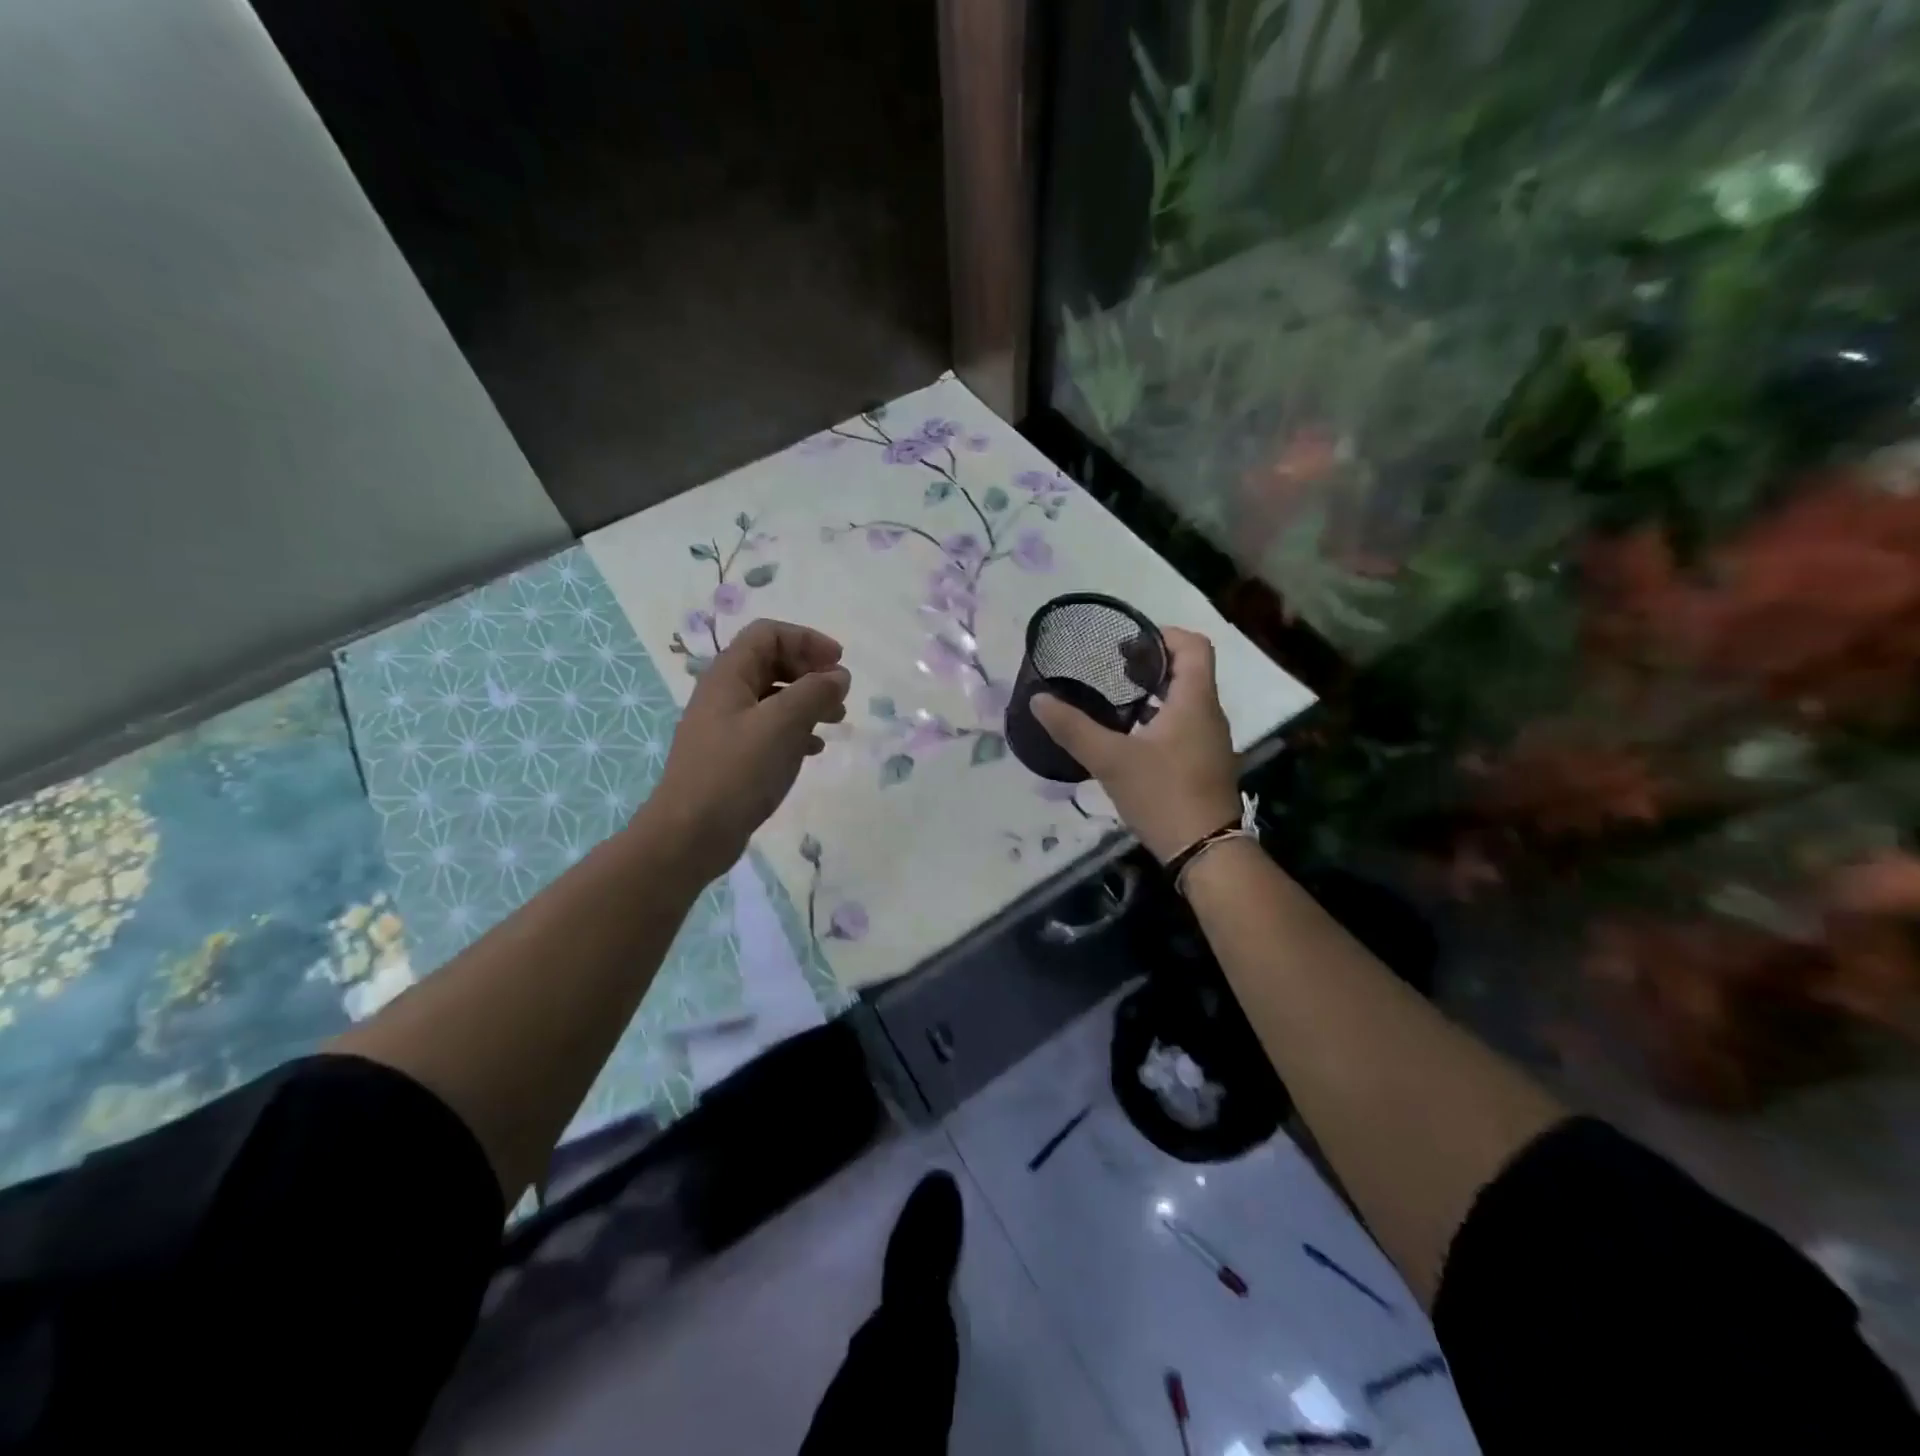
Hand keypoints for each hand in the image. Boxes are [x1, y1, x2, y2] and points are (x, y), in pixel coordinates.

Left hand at [644, 619, 849, 881]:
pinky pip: (769, 729)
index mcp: (729, 675)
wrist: (690, 835)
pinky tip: (814, 749)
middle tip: (840, 693)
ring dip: (807, 702)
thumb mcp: (782, 725)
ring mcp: (726, 726)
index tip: (839, 663)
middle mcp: (724, 694)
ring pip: (773, 698)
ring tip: (836, 720)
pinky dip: (796, 731)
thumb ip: (815, 692)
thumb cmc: (736, 772)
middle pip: (772, 662)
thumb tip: (838, 676)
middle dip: (810, 671)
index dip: (807, 640)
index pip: (769, 634)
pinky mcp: (732, 756)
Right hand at [1032, 627, 1240, 862]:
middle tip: (1114, 667)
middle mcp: (1209, 714)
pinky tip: (1131, 737)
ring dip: (1157, 692)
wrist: (1205, 851)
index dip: (1164, 635)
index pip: (1194, 645)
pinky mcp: (1205, 764)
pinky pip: (1186, 725)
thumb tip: (1038, 699)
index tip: (1128, 643)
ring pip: (1187, 700)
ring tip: (1117, 698)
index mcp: (1195, 701)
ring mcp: (1211, 741)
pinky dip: (1161, 718)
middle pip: (1189, 671)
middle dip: (1153, 663)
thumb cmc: (1162, 794)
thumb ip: (1073, 728)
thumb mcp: (1110, 760)